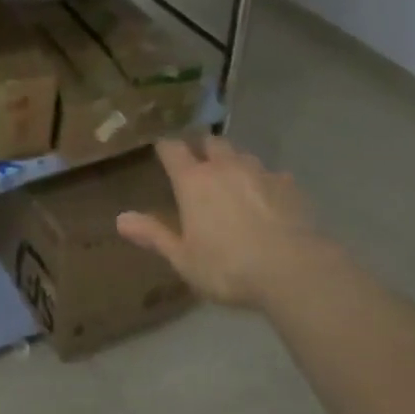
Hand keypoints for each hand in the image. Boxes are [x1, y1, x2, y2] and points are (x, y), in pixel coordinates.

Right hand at [115, 136, 321, 309]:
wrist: (295, 271)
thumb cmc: (229, 268)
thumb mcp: (183, 259)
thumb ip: (153, 235)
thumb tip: (120, 219)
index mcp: (193, 181)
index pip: (172, 149)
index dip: (166, 148)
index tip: (163, 152)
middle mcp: (224, 167)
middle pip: (210, 142)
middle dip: (203, 148)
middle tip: (199, 164)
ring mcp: (259, 173)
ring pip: (242, 155)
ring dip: (234, 162)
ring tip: (234, 180)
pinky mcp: (289, 186)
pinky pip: (273, 175)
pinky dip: (266, 183)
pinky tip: (270, 200)